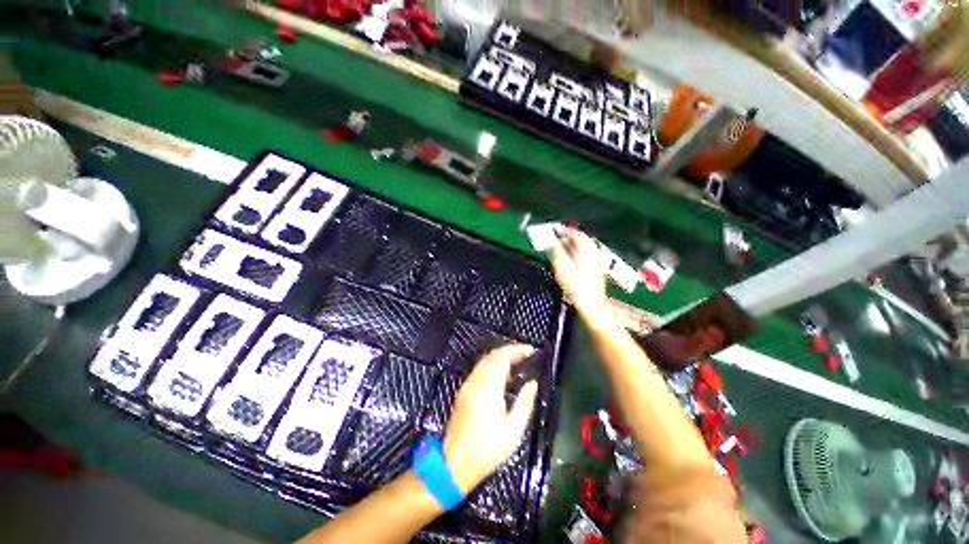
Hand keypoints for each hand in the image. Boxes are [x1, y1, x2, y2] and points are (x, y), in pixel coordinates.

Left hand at [442, 344, 538, 493]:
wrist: (454, 464)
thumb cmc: (486, 450)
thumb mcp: (513, 430)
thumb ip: (525, 402)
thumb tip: (533, 383)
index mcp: (488, 386)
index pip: (502, 357)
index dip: (517, 350)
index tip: (531, 350)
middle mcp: (476, 380)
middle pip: (492, 355)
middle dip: (509, 350)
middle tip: (526, 355)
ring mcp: (467, 385)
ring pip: (485, 361)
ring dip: (501, 357)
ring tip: (517, 363)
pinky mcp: (464, 392)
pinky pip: (480, 370)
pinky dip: (492, 366)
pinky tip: (503, 377)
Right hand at [548, 228, 608, 313]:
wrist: (590, 304)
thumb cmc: (575, 286)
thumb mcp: (561, 267)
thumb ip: (555, 251)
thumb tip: (549, 239)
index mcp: (586, 249)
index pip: (574, 233)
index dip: (562, 231)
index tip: (551, 231)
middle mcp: (592, 252)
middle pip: (579, 240)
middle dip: (565, 239)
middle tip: (553, 241)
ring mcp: (595, 261)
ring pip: (581, 248)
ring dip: (569, 247)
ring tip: (557, 250)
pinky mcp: (595, 269)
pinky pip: (584, 256)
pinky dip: (574, 254)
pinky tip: (567, 260)